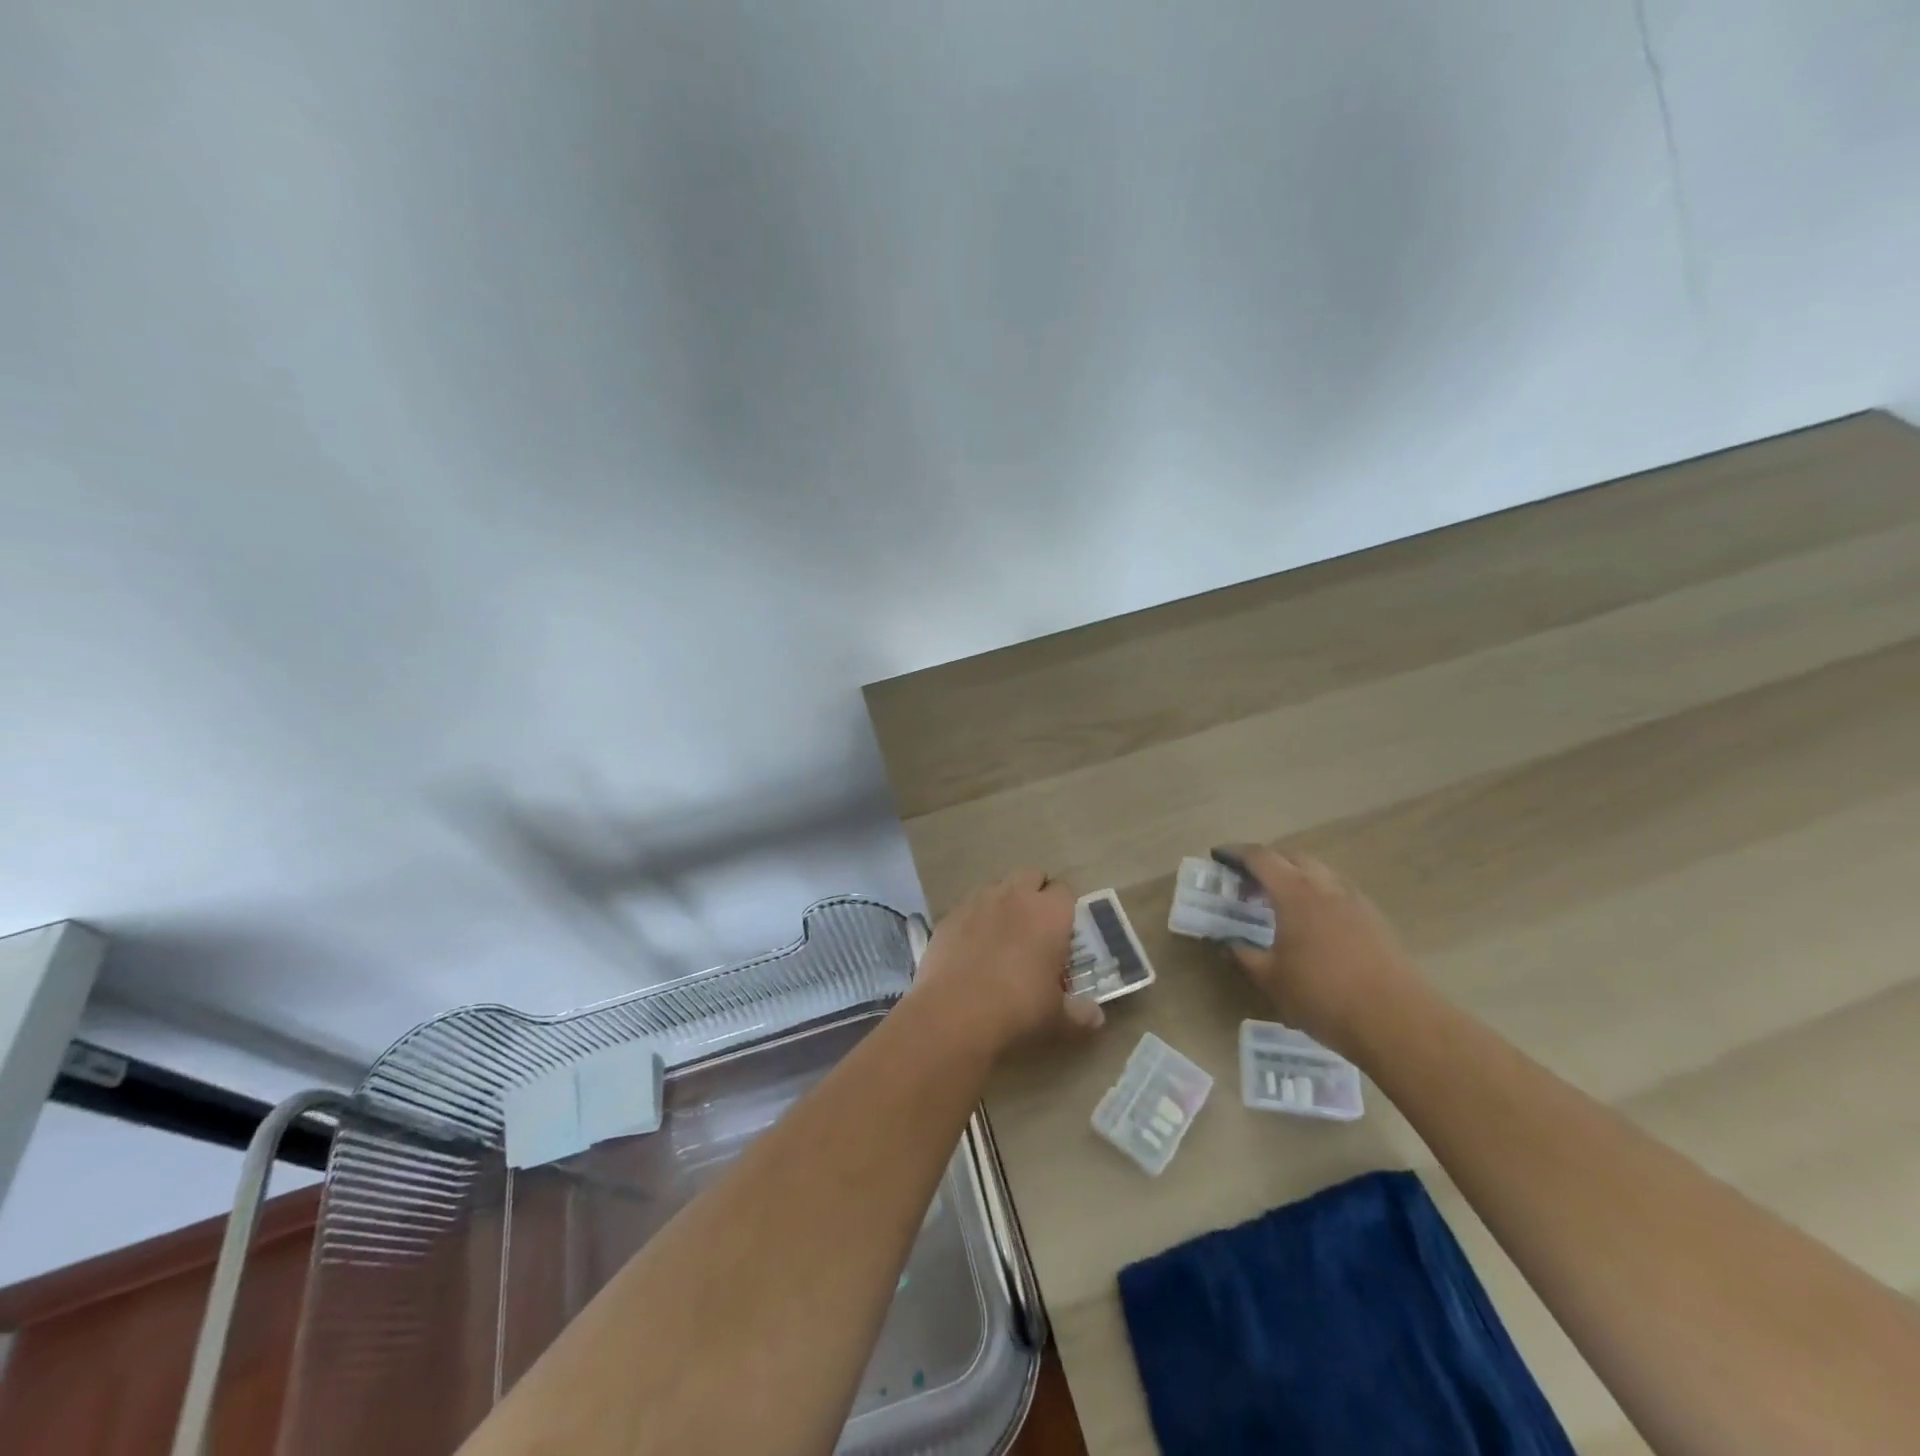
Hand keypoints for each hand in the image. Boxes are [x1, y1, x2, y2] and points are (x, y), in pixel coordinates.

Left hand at [912, 870, 1104, 1056]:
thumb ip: (1080, 1014)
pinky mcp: (949, 914)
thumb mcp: (1057, 1019)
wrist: (954, 1013)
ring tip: (1002, 935)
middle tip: (1035, 927)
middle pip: (1031, 876)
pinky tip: (972, 947)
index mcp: (1050, 913)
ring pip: (997, 886)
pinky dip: (975, 919)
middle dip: (1035, 894)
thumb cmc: (1018, 1009)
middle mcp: (1015, 896)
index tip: (1063, 932)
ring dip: (1004, 902)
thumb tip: (1096, 1017)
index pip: (1065, 891)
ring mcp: (978, 901)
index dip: (1065, 908)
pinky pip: (969, 906)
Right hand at [1214, 844, 1425, 1060]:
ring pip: (1318, 871)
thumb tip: (1227, 943)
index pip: (1260, 858)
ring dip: (1294, 875)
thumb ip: (1244, 956)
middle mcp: (1325, 886)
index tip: (1218, 856)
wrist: (1397, 1021)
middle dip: (1266, 861)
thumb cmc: (1324, 996)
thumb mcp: (1271, 980)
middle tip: (1246, 880)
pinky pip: (1337, 890)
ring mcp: (1354, 900)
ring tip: (1278, 899)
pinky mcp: (1374, 918)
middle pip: (1291, 856)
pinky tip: (1312, 920)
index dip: (1236, 854)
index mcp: (1294, 893)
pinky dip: (1317, 892)